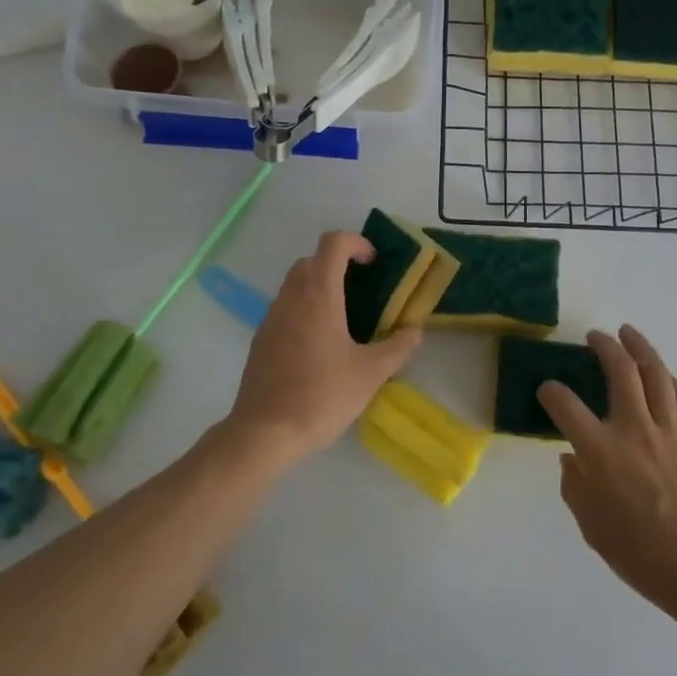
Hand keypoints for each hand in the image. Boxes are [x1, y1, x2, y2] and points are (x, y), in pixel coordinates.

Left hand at [219, 232, 422, 470]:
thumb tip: (415, 330)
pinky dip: (304, 309)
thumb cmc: (322, 397)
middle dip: (337, 264)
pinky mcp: (261, 339)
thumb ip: (397, 347)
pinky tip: (319, 345)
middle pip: (311, 260)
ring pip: (295, 284)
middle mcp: (291, 298)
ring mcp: (271, 317)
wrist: (265, 433)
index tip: (372, 262)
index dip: (355, 242)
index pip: (332, 244)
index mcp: (319, 296)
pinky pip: (284, 308)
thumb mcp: (370, 374)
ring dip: (319, 286)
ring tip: (343, 318)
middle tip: (362, 289)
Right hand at [539, 326, 676, 616]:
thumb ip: (575, 486)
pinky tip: (661, 374)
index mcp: (600, 451)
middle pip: (620, 371)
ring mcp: (670, 430)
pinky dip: (667, 378)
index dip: (551, 392)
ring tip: (628, 334)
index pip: (565, 405)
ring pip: (655, 373)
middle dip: (604, 346)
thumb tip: (572, 459)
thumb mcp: (591, 526)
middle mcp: (634, 429)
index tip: (547, 390)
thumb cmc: (641, 554)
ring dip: (640, 348)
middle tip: (595, 337)